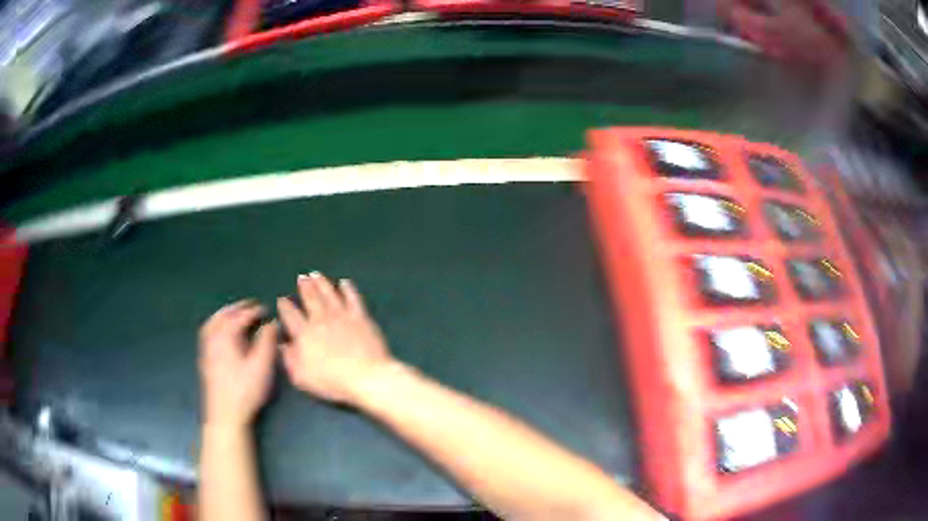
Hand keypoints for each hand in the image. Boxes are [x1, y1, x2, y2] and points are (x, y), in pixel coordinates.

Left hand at [198, 301, 277, 427]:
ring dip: (224, 314)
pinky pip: (208, 333)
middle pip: (223, 315)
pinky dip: (216, 325)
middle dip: (237, 308)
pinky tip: (223, 334)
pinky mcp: (205, 360)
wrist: (225, 415)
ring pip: (212, 323)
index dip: (254, 311)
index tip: (266, 308)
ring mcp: (206, 349)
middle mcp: (213, 338)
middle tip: (250, 305)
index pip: (240, 316)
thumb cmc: (245, 390)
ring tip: (235, 314)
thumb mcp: (261, 366)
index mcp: (226, 336)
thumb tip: (271, 323)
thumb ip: (267, 342)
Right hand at [277, 272, 393, 403]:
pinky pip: (353, 298)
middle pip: (310, 298)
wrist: (366, 377)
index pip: (290, 315)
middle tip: (301, 277)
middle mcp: (321, 319)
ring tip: (316, 274)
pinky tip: (345, 282)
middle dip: (304, 287)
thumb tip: (282, 344)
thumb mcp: (302, 377)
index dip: (284, 306)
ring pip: (329, 293)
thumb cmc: (332, 382)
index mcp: (304, 334)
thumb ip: (289, 359)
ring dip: (322, 283)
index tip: (282, 299)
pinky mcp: (361, 317)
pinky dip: (348, 289)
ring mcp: (342, 316)